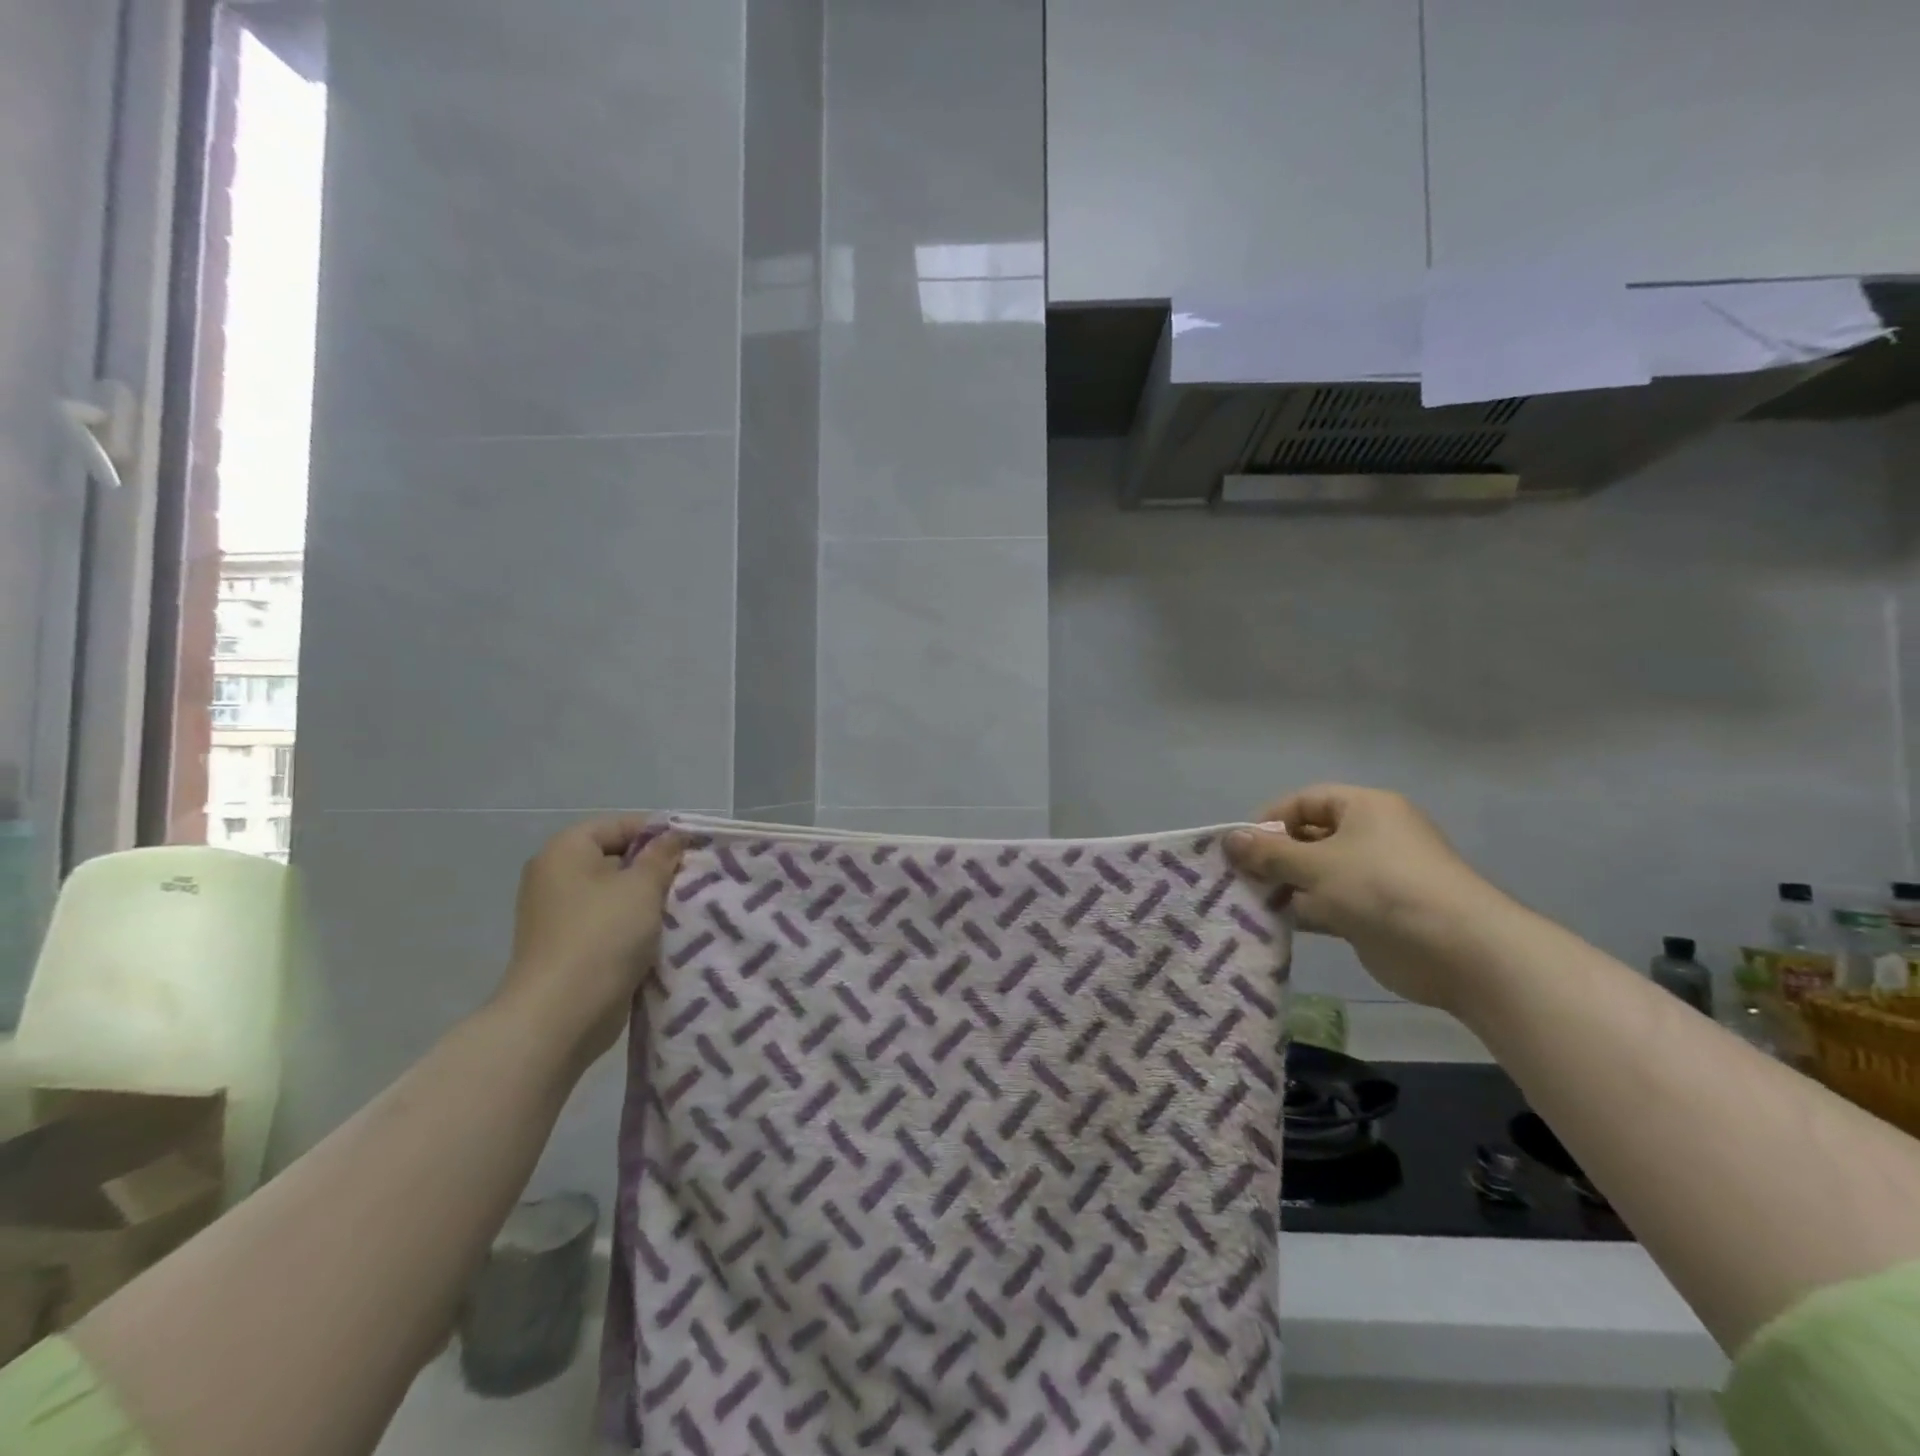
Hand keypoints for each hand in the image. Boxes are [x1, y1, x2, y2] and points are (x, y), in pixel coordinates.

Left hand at [496, 816, 684, 1062]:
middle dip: (656, 868)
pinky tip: (666, 935)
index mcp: (565, 852)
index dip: (658, 832)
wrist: (561, 1014)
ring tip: (685, 906)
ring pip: (616, 895)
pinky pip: (610, 924)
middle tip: (694, 878)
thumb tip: (673, 836)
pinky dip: (635, 926)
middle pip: (617, 859)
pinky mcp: (569, 947)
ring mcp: (559, 915)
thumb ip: (661, 856)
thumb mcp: (642, 887)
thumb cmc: (602, 936)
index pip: (619, 825)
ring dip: (648, 901)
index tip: (693, 848)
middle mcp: (555, 877)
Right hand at [1225, 785, 1503, 1010]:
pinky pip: (1330, 903)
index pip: (1305, 801)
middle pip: (1310, 837)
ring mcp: (1375, 876)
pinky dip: (1305, 910)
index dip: (1270, 820)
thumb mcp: (1317, 865)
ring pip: (1318, 873)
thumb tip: (1228, 838)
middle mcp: (1371, 836)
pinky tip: (1276, 924)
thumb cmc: (1383, 889)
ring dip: (1286, 886)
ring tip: (1250, 902)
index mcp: (1365, 808)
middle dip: (1274, 857)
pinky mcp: (1376, 912)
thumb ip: (1269, 853)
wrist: (1459, 951)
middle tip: (1240, 877)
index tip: (1242, 847)